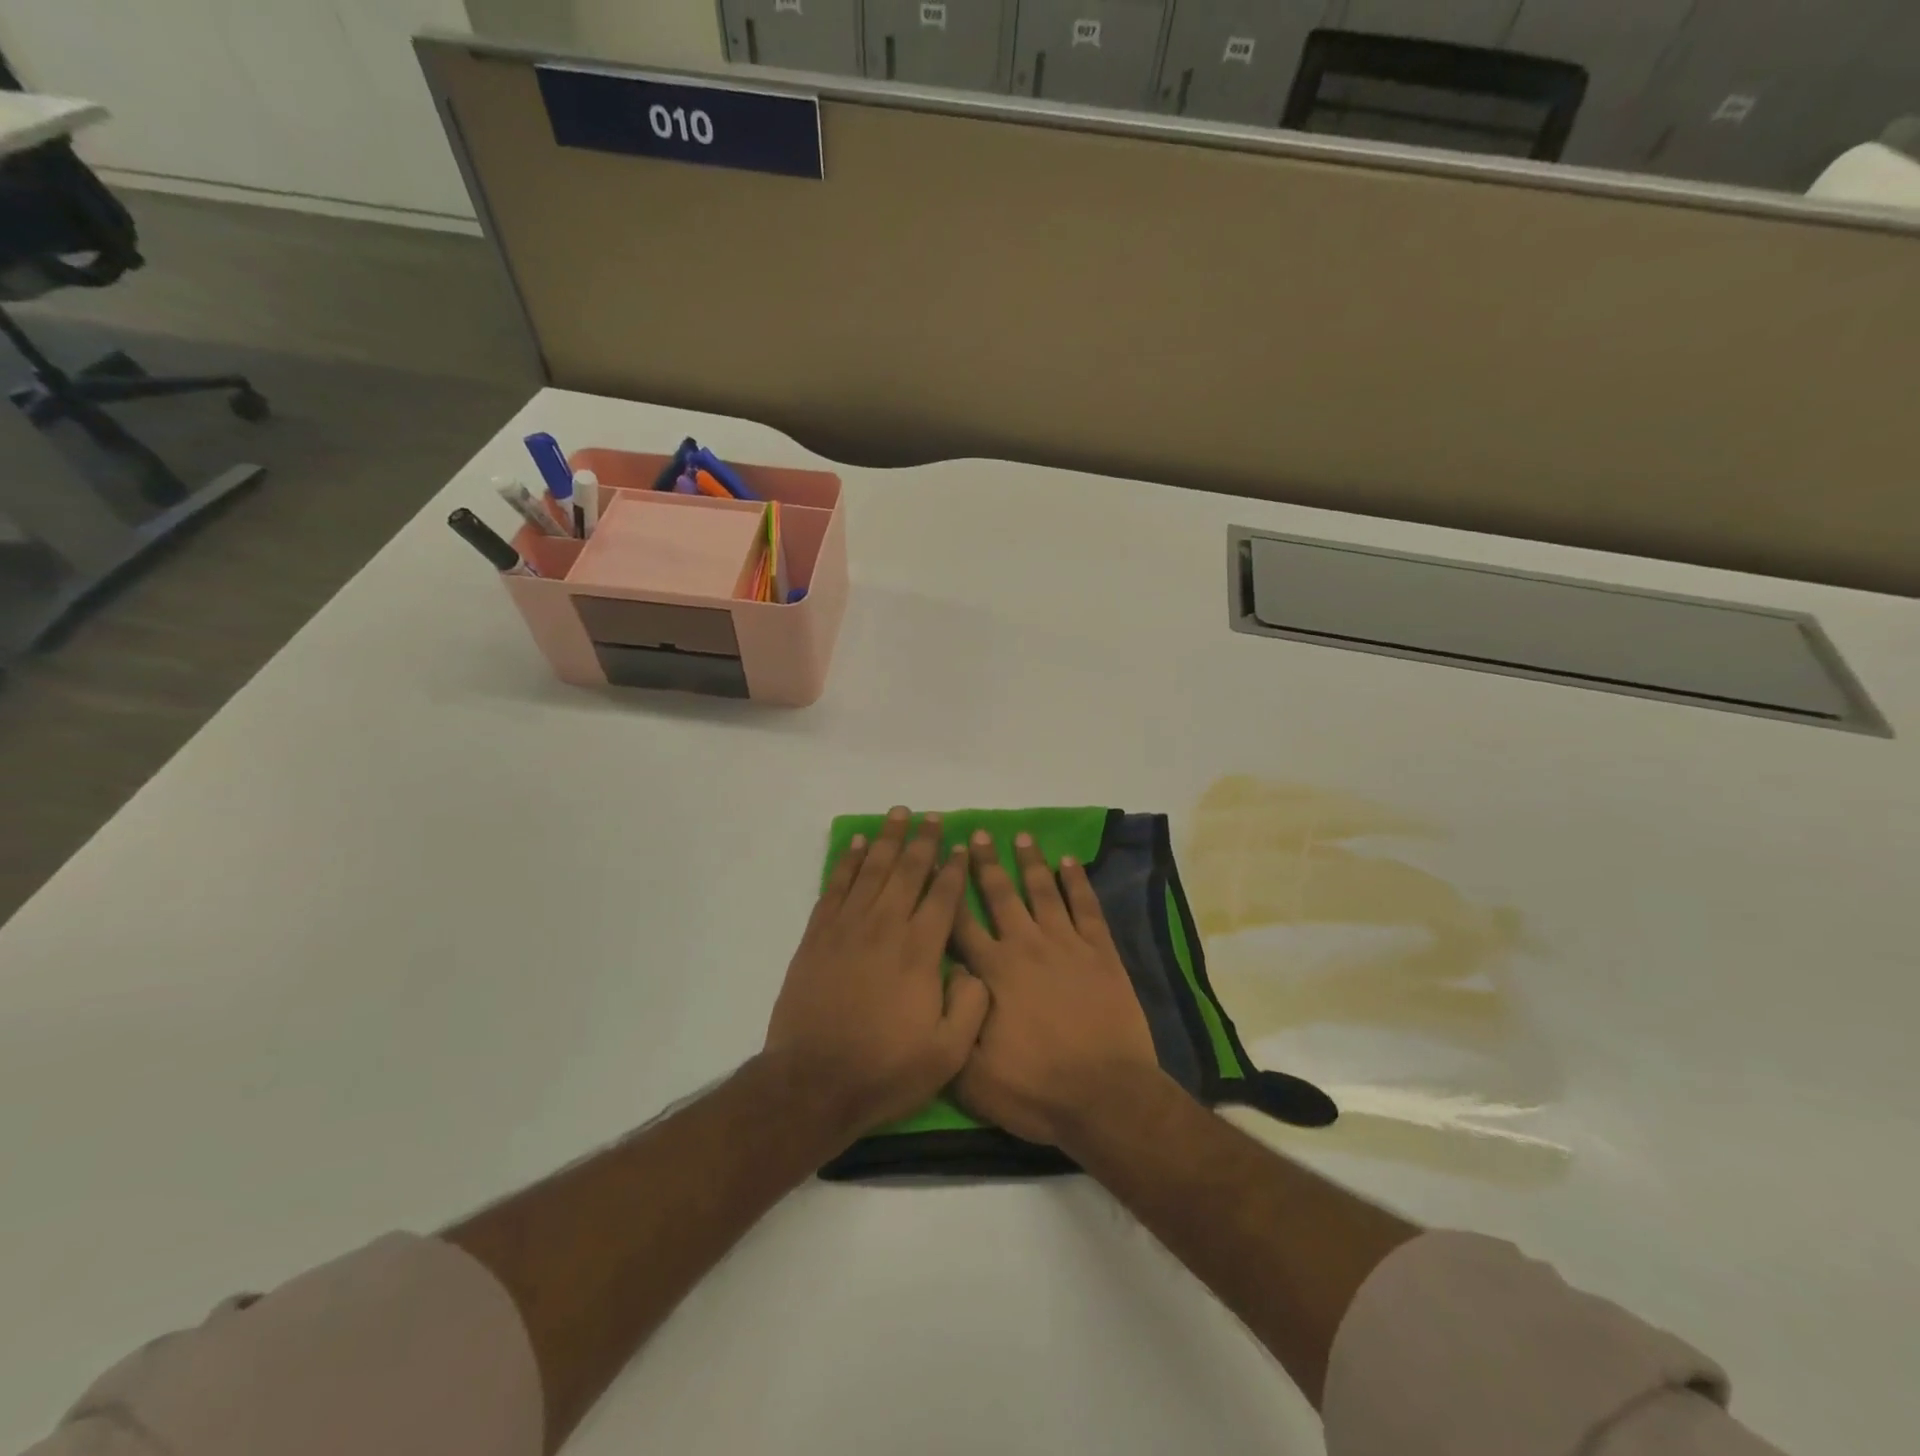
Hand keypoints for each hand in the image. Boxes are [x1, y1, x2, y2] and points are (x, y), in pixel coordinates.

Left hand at [764, 806, 988, 1142]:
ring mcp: (848, 928)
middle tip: (932, 817)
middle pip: (907, 871)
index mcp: (920, 951)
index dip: (954, 868)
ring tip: (897, 815)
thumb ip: (971, 1005)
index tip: (961, 845)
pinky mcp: (818, 936)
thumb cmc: (886, 1069)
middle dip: (923, 841)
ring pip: (872, 870)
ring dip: (887, 839)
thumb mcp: (948, 1053)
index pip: (943, 896)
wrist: (813, 1083)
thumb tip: (973, 967)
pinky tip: (856, 845)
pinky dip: (847, 862)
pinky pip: (835, 886)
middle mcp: (885, 927)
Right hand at [950, 830, 1163, 1147]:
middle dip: (985, 863)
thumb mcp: (971, 1074)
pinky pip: (1086, 907)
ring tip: (1020, 836)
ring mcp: (1066, 945)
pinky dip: (1077, 882)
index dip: (946, 891)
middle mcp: (1025, 947)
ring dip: (1030, 862)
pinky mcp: (1100, 952)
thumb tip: (943, 978)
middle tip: (977, 834)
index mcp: (992, 972)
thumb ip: (952, 1021)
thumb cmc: (1035, 1090)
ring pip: (1042, 891)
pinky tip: (1069, 862)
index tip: (937, 863)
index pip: (960, 922)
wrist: (1105, 1097)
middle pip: (1000, 895)